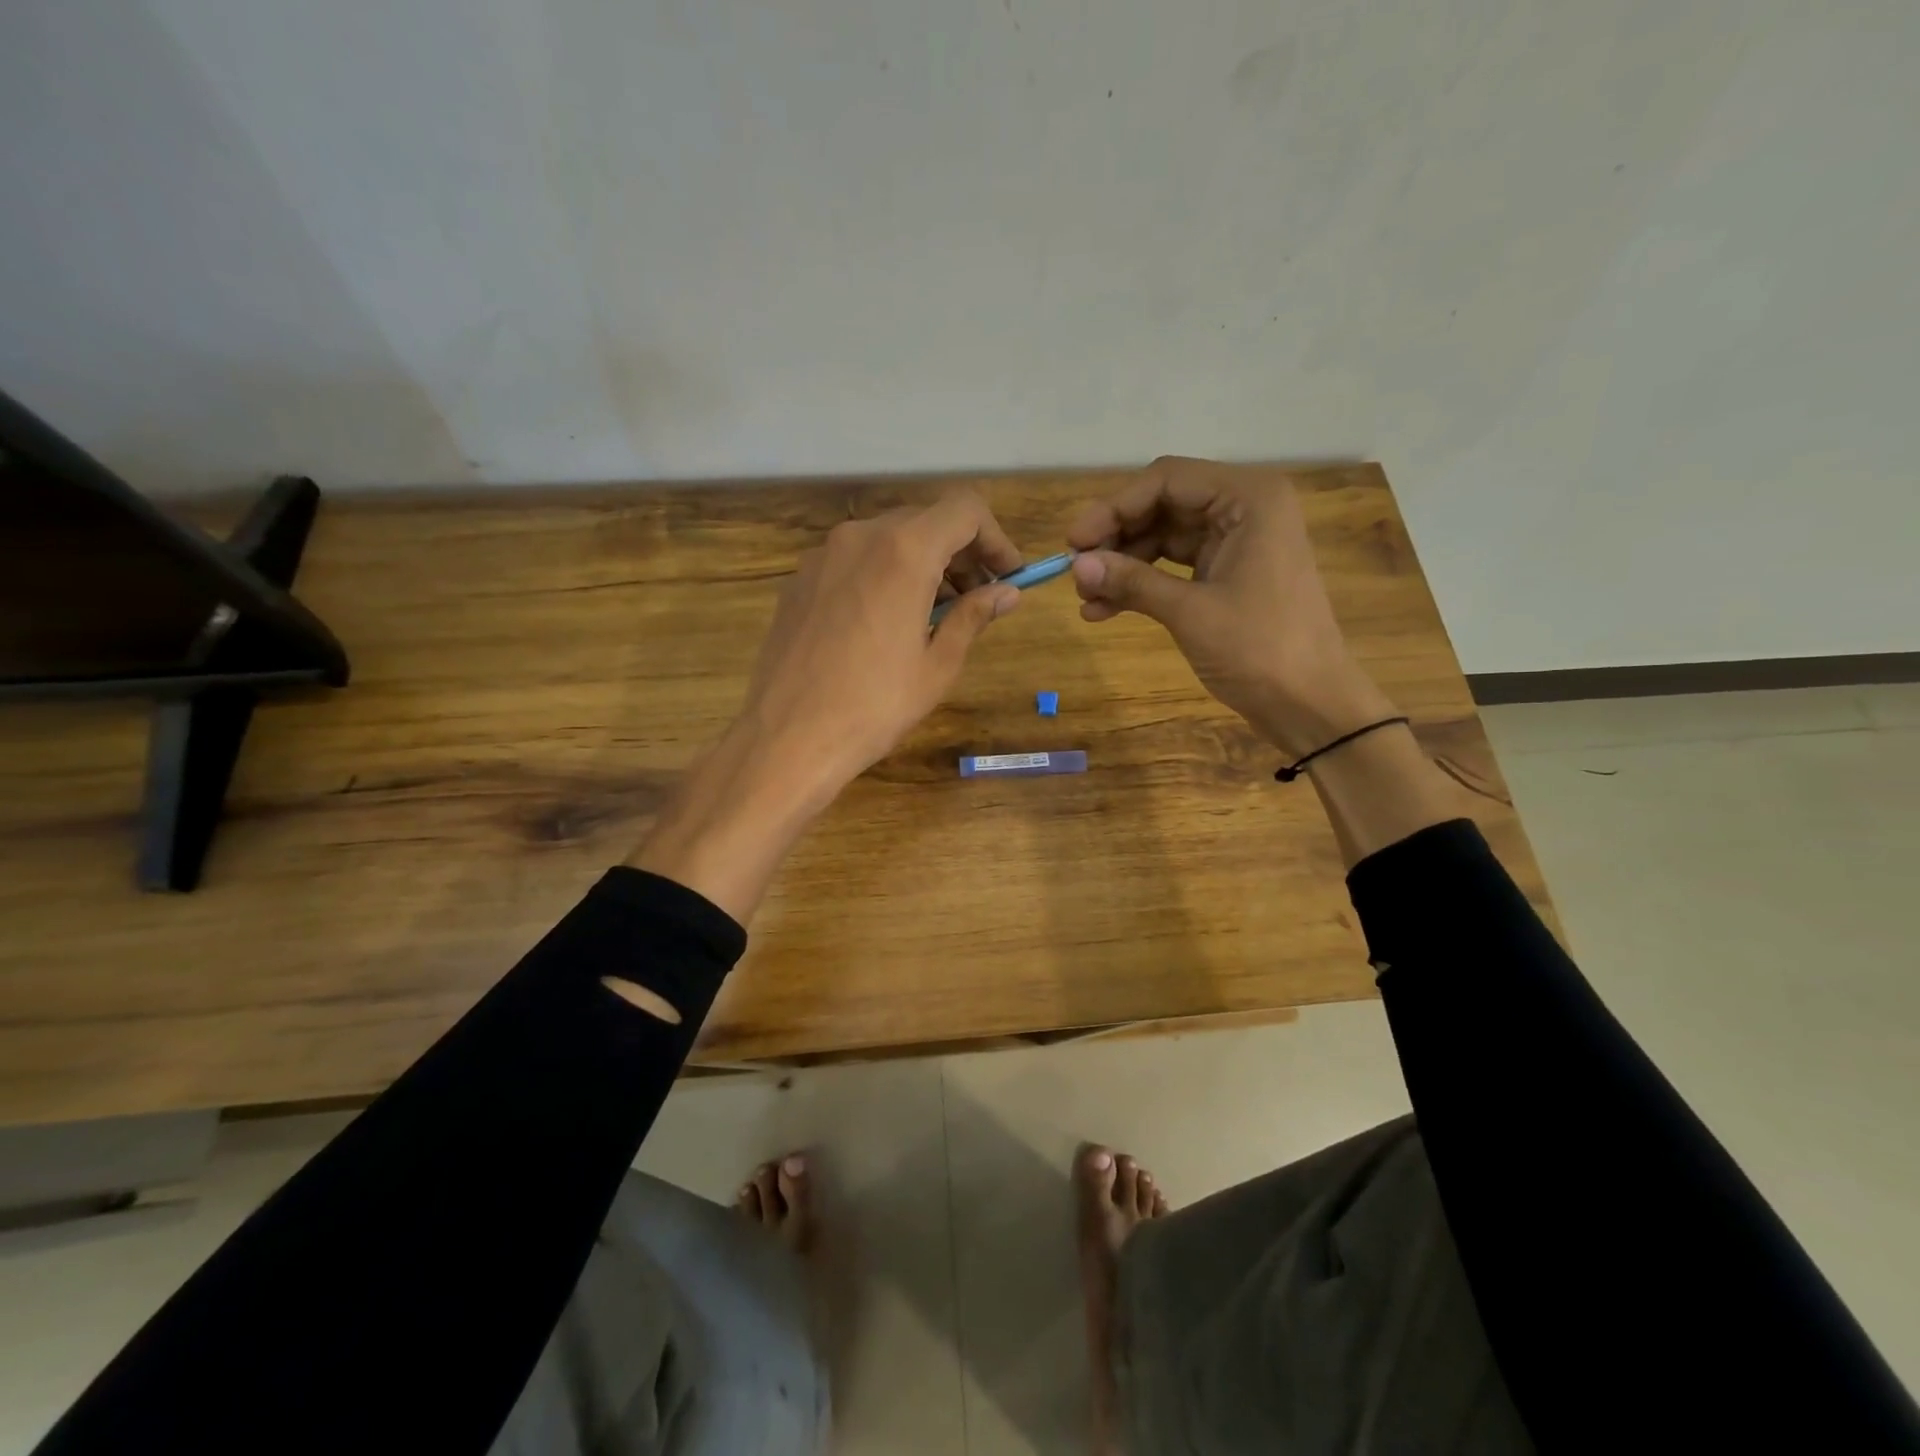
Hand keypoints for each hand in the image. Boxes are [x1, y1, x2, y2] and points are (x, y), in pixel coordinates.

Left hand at [630, 490, 1022, 922]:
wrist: (789, 737)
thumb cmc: (876, 705)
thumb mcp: (938, 665)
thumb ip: (974, 616)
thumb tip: (1007, 593)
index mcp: (904, 550)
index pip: (965, 509)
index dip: (996, 538)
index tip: (1008, 575)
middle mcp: (860, 536)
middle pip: (926, 520)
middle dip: (961, 552)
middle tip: (978, 598)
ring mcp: (823, 556)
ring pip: (888, 538)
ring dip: (922, 563)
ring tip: (936, 613)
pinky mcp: (799, 580)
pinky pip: (855, 561)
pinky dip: (884, 575)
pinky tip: (886, 622)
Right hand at [1066, 457, 1396, 757]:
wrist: (1311, 704)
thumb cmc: (1260, 650)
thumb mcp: (1190, 612)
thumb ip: (1132, 581)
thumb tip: (1076, 565)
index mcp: (1248, 499)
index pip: (1166, 480)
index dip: (1113, 508)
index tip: (1073, 542)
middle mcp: (1244, 509)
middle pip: (1162, 505)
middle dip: (1116, 538)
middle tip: (1076, 572)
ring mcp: (1237, 543)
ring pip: (1163, 538)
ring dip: (1123, 565)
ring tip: (1084, 598)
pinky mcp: (1228, 575)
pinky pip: (1174, 567)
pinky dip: (1142, 585)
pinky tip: (1103, 611)